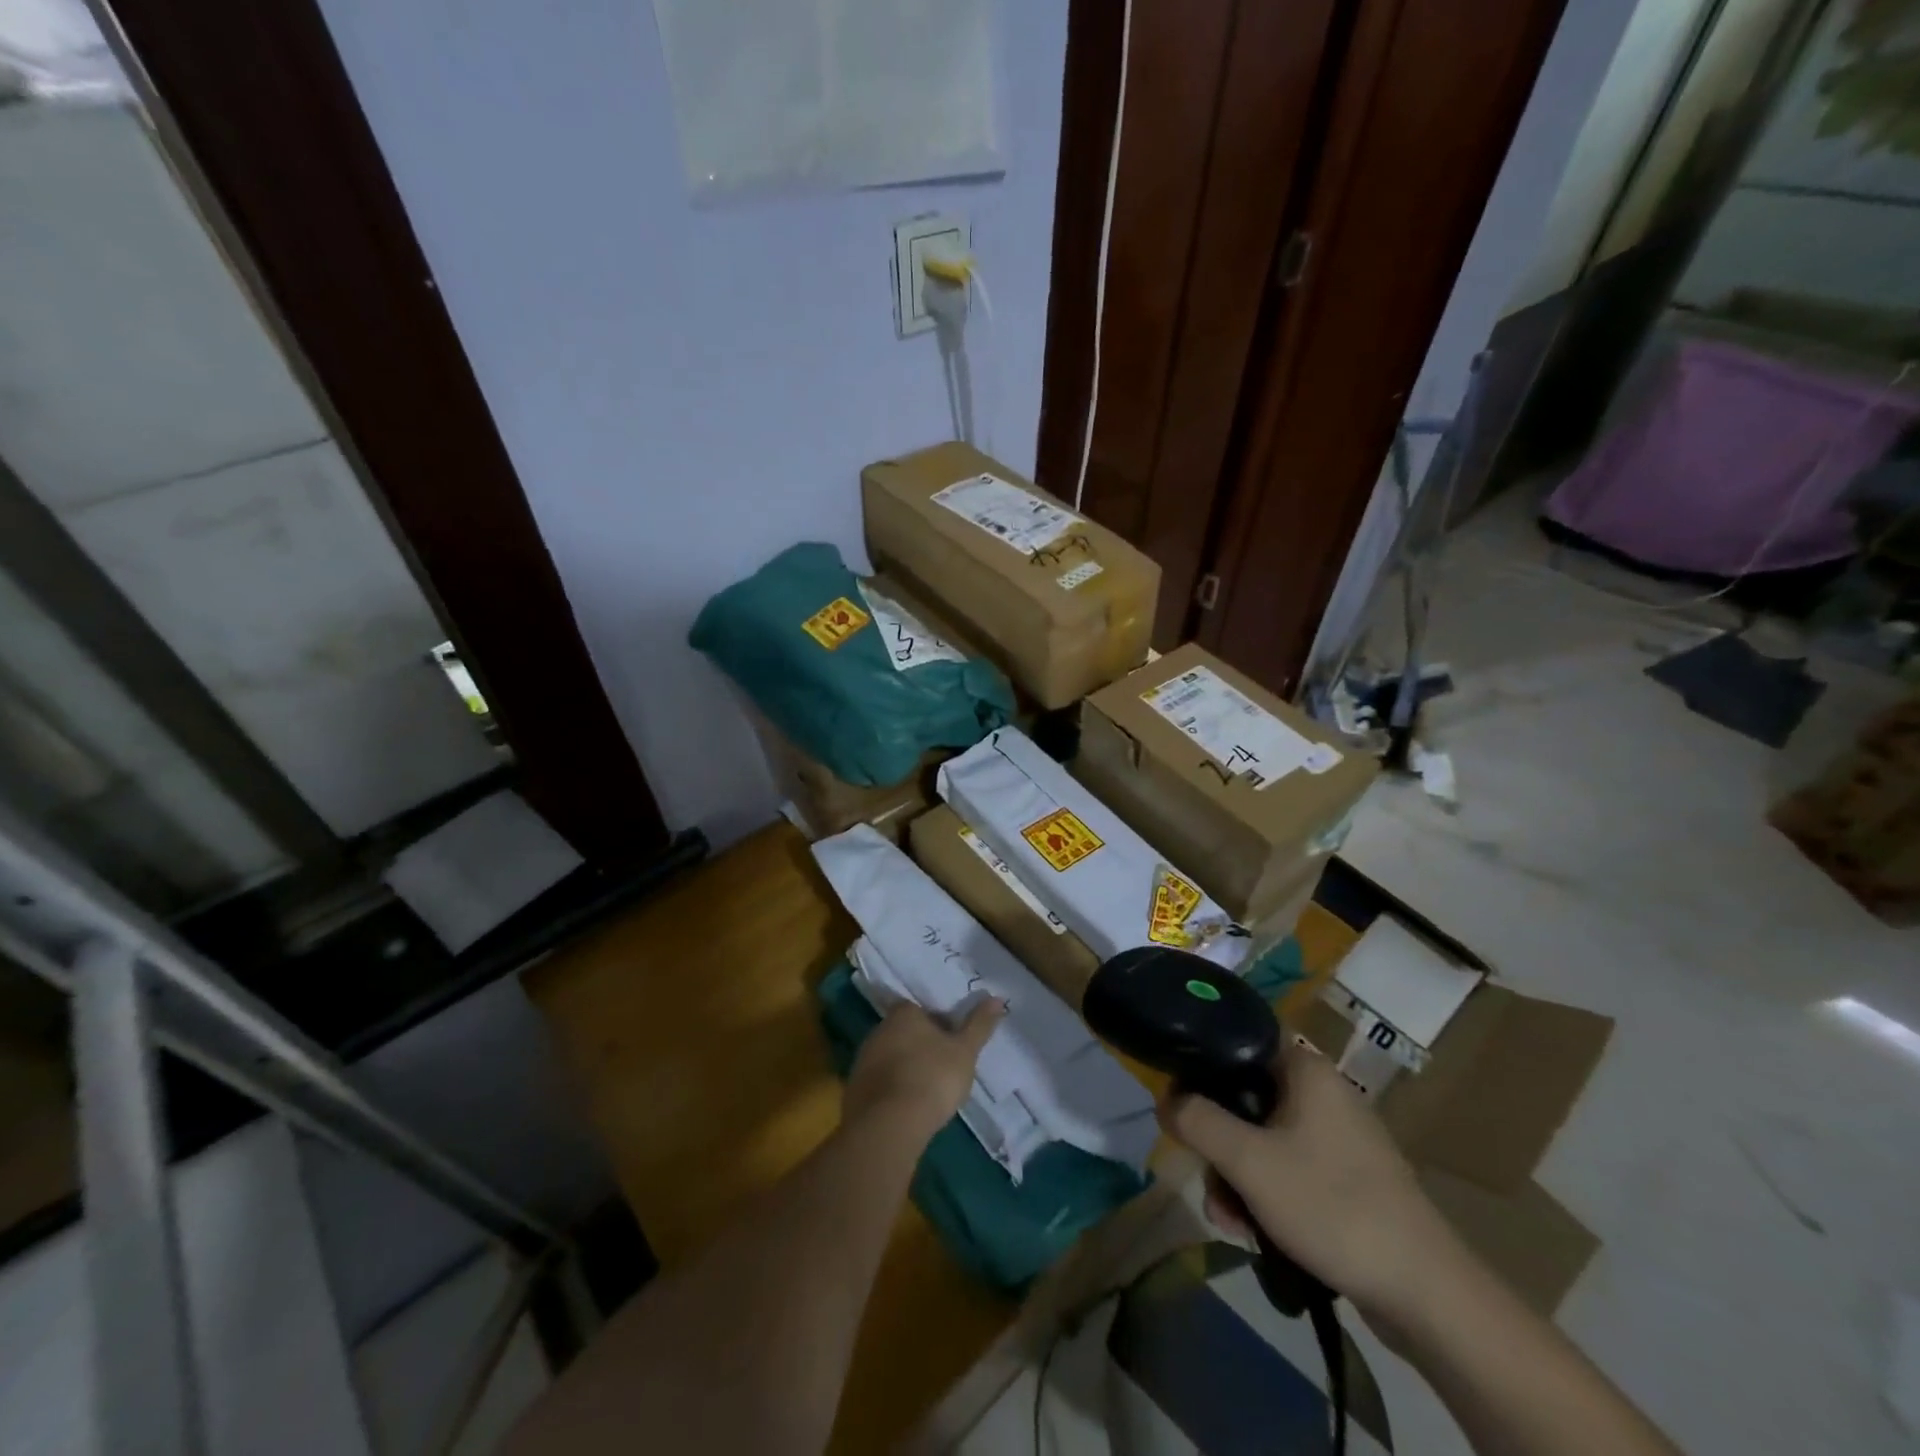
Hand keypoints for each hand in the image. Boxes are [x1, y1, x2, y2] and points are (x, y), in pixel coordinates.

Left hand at [844, 997, 1005, 1146]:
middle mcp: (878, 1030)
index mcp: (903, 1014)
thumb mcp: (965, 1051)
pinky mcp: (854, 1091)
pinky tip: (907, 1109)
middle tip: (942, 1067)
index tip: (952, 1042)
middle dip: (920, 1046)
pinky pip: (878, 1084)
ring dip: (905, 1069)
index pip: (920, 1009)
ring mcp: (863, 1060)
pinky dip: (892, 1091)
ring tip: (927, 1092)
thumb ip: (979, 1025)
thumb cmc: (932, 1078)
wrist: (888, 1125)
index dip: (937, 1024)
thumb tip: (998, 998)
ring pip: (890, 1058)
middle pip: (903, 1032)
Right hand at [1158, 1039, 1464, 1324]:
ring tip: (1231, 1222)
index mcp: (1305, 1069)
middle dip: (1219, 1143)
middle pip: (1246, 1098)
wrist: (1425, 1292)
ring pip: (1264, 1139)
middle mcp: (1322, 1092)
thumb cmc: (1331, 1205)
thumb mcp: (1248, 1161)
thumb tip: (1166, 1099)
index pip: (1240, 1040)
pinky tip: (1255, 1233)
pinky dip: (1266, 1194)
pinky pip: (1289, 1168)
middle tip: (1209, 1181)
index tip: (1182, 1099)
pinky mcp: (1347, 1178)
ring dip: (1237, 1177)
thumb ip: (1198, 1121)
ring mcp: (1338, 1137)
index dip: (1203, 1063)